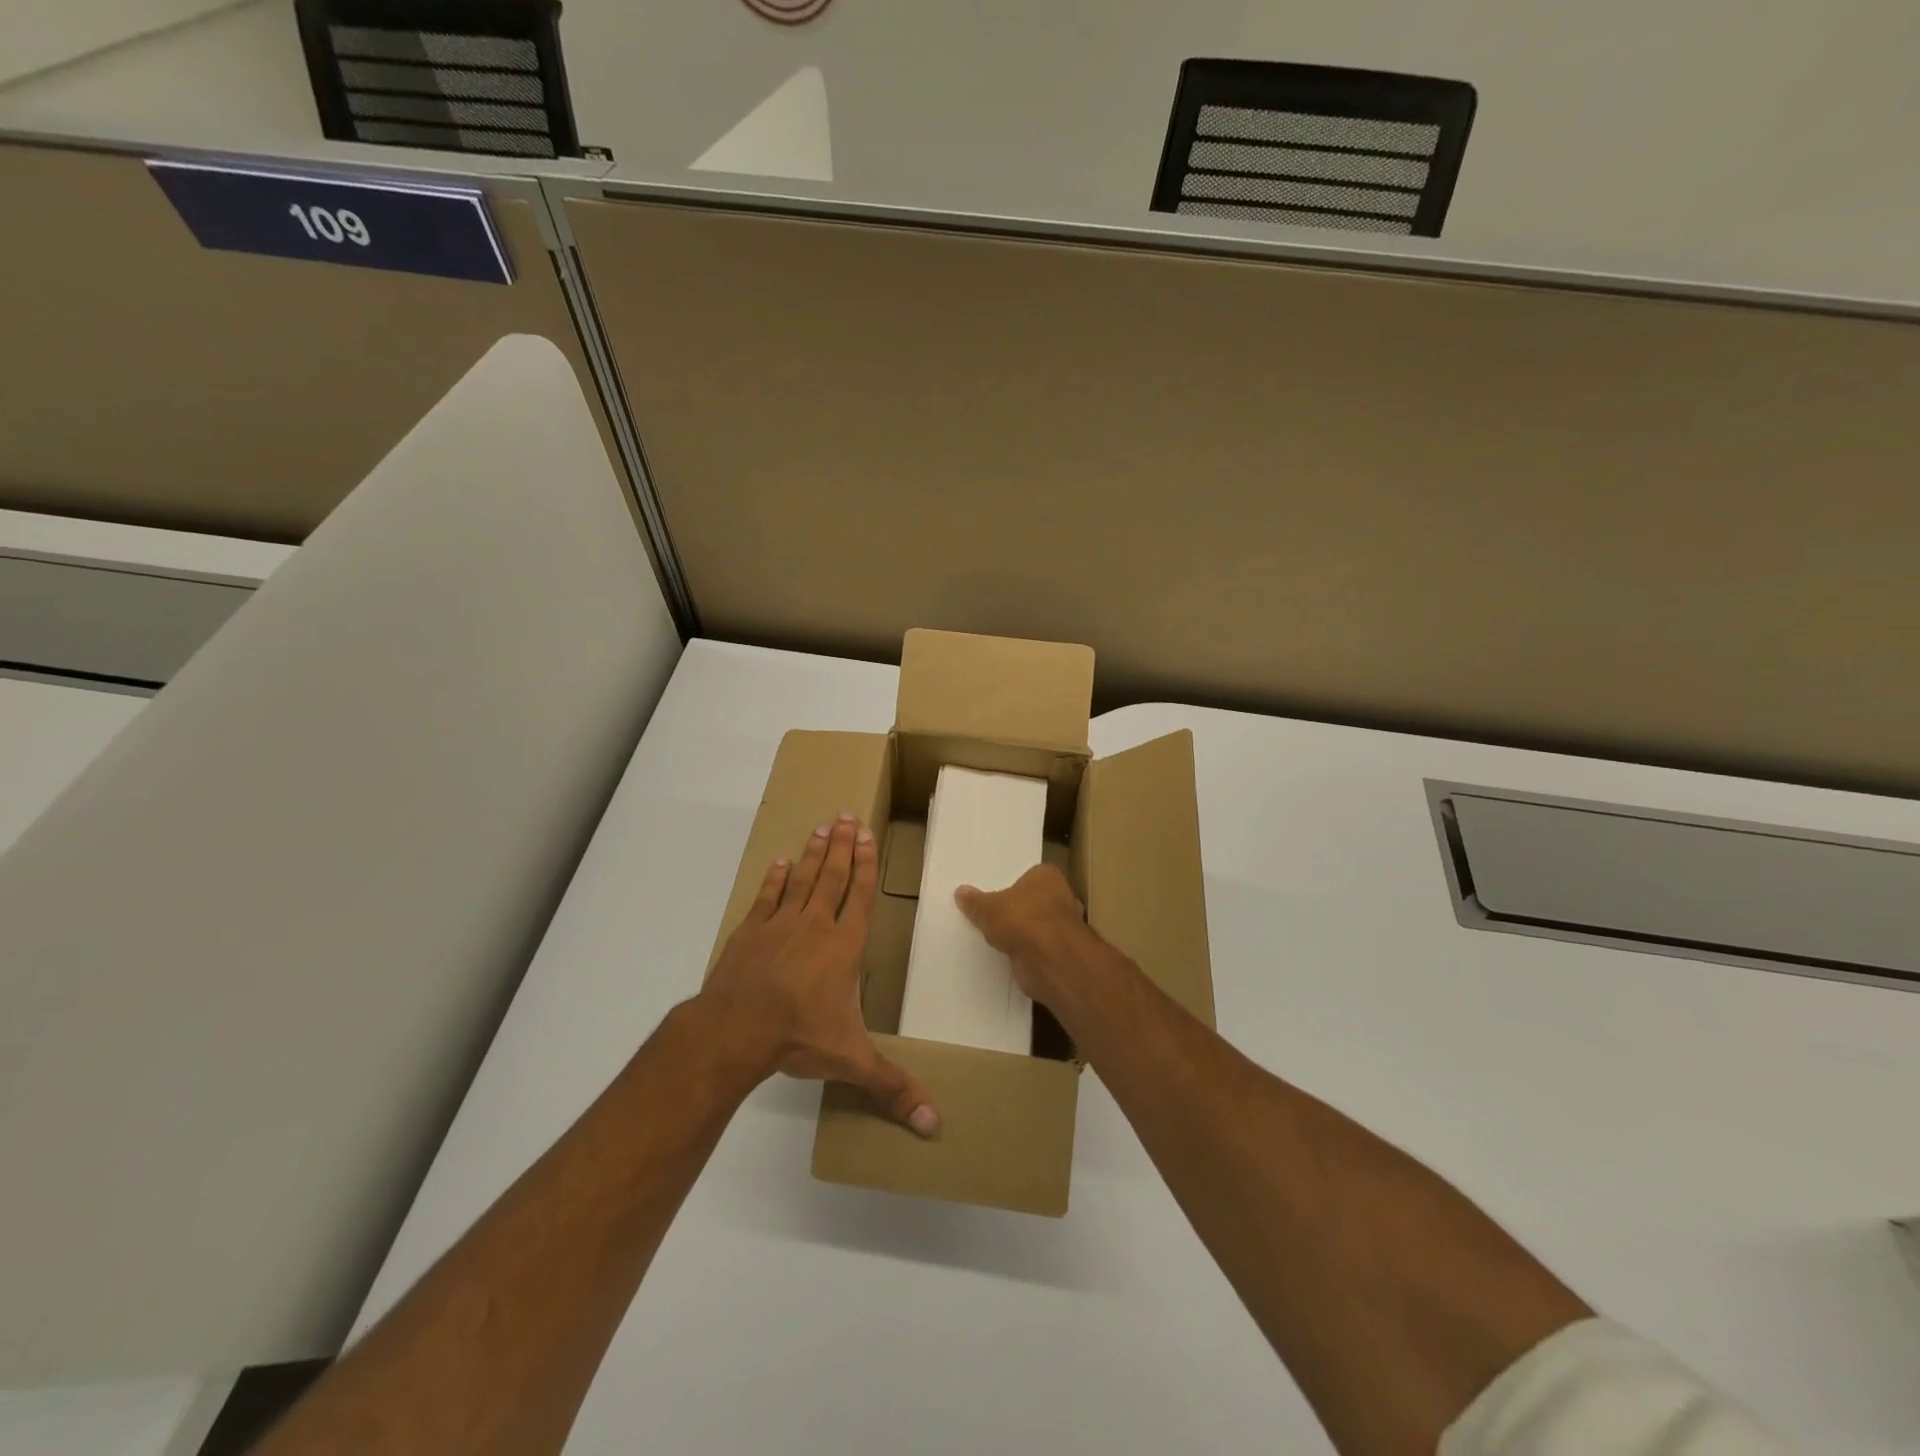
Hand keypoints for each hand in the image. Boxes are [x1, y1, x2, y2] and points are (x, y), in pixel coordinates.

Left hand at [701, 813, 939, 1135]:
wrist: (734, 1029)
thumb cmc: (798, 1035)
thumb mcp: (851, 1061)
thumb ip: (892, 1087)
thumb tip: (935, 1126)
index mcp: (844, 946)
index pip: (861, 896)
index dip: (866, 865)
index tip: (867, 836)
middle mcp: (816, 925)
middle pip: (833, 876)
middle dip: (843, 846)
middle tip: (846, 816)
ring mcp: (780, 925)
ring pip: (803, 879)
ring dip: (815, 853)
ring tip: (822, 827)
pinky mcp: (750, 932)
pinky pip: (768, 897)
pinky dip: (776, 879)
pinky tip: (781, 862)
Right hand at [955, 864, 1114, 1012]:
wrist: (1049, 960)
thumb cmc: (1022, 919)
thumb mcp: (987, 908)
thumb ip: (975, 901)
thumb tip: (961, 892)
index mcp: (1047, 876)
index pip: (1028, 875)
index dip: (1011, 884)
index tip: (992, 892)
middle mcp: (1061, 897)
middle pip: (1032, 901)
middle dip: (1016, 909)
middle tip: (988, 914)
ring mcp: (1062, 926)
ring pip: (1034, 926)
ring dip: (1020, 933)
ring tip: (992, 936)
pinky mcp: (1058, 952)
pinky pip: (1035, 947)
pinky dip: (1024, 951)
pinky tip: (1005, 954)